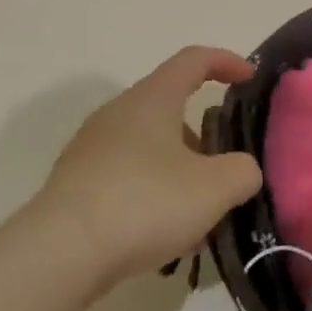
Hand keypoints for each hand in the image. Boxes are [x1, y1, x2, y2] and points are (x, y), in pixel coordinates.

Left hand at [39, 46, 263, 287]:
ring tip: (199, 221)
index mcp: (152, 99)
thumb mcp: (214, 188)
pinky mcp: (78, 182)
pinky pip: (128, 177)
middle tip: (225, 175)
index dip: (226, 62)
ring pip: (151, 149)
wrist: (62, 250)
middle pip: (171, 110)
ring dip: (181, 174)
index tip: (249, 78)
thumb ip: (242, 171)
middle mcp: (118, 113)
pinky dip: (154, 195)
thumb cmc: (145, 203)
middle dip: (204, 140)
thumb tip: (240, 170)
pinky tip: (164, 238)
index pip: (193, 60)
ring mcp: (92, 147)